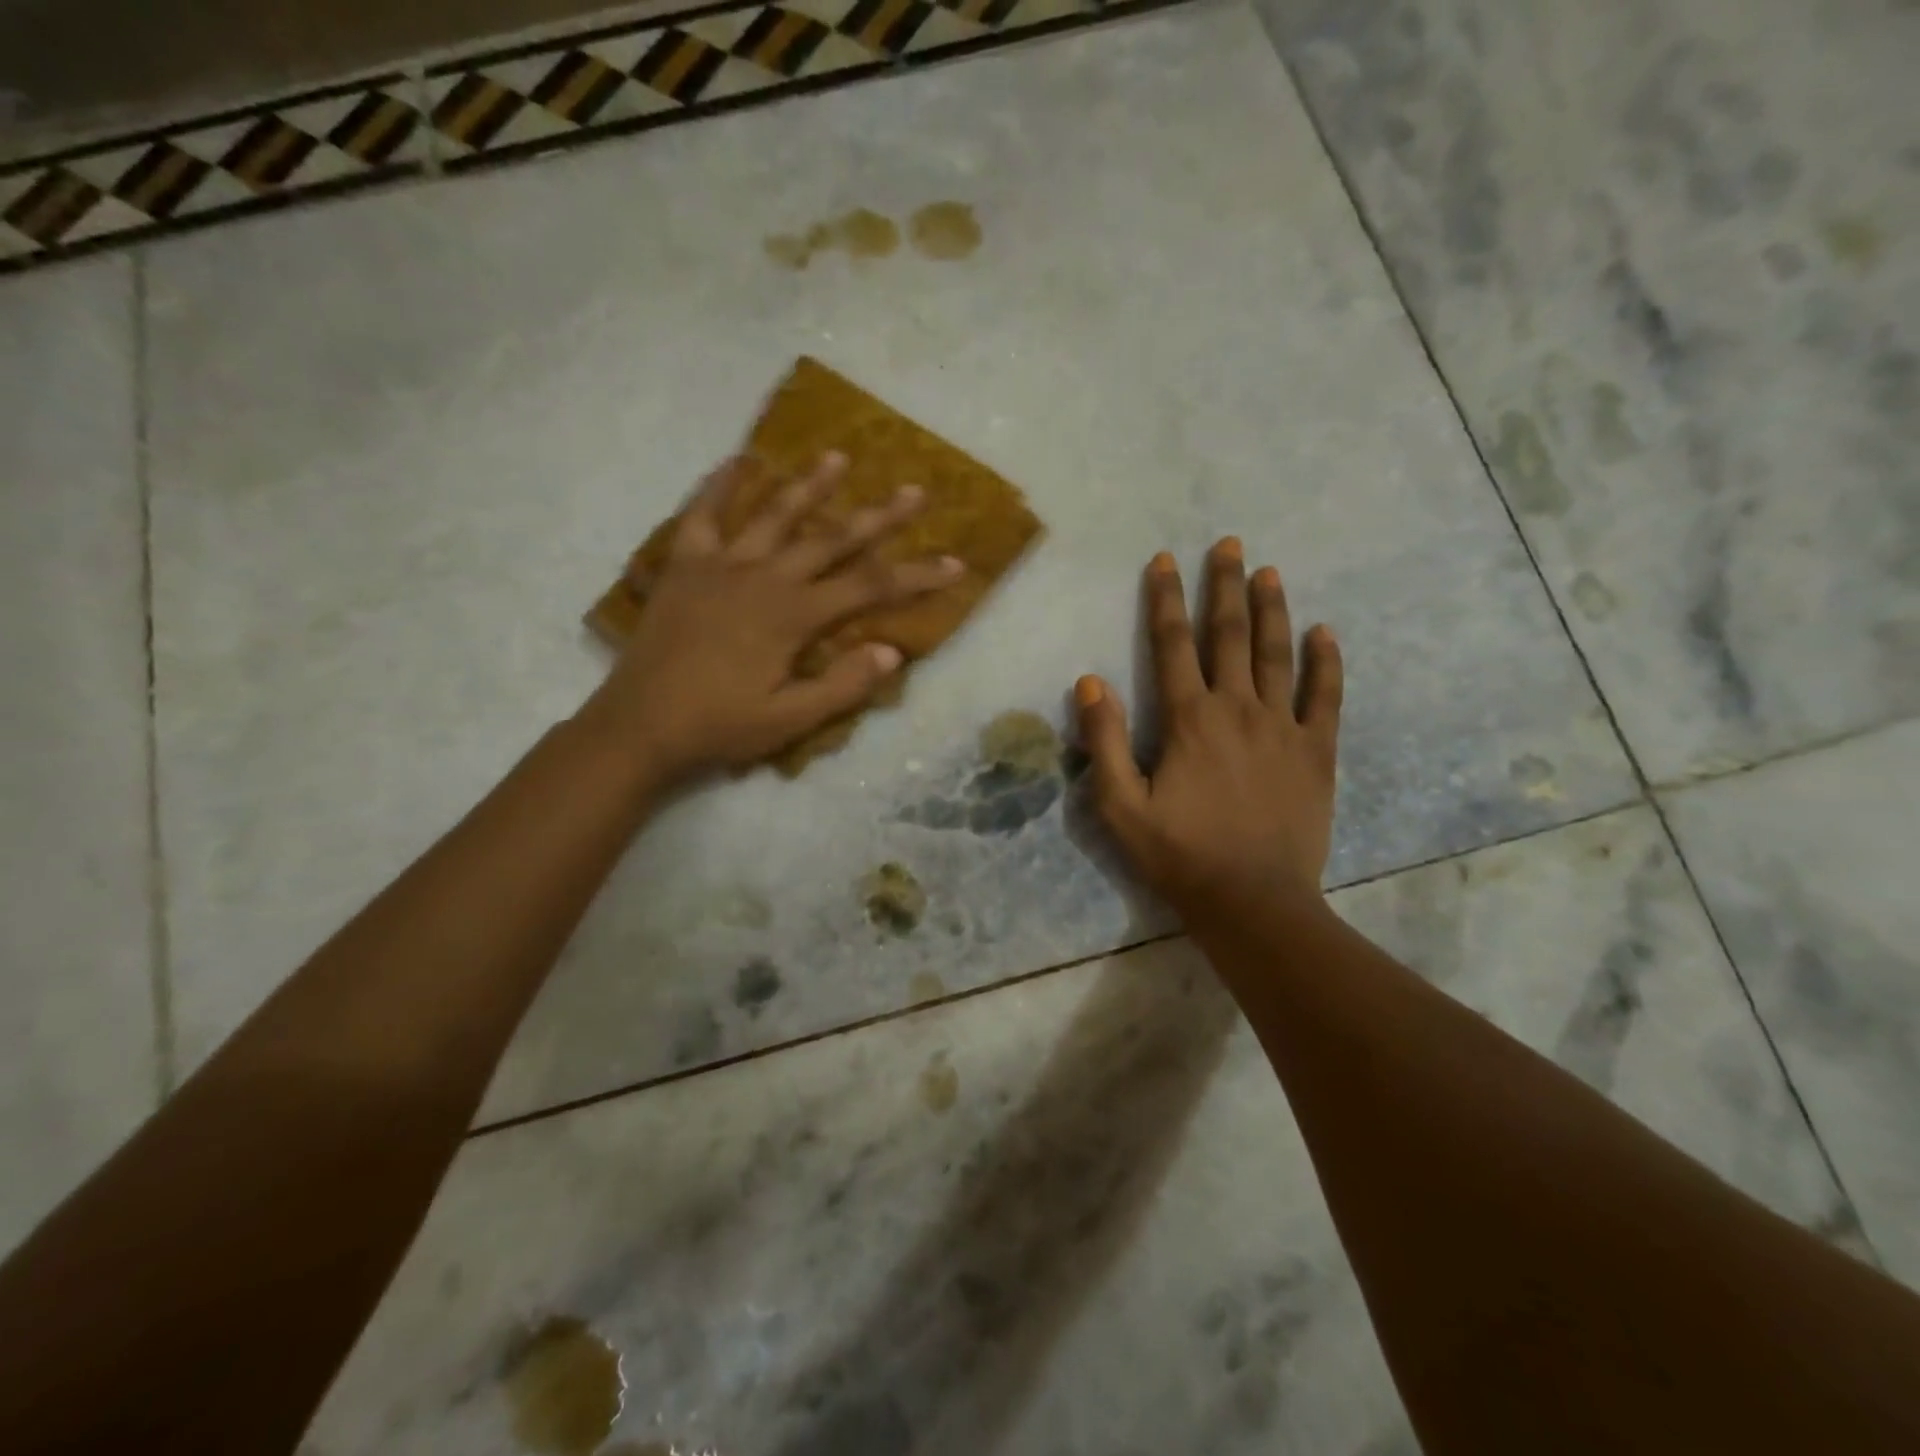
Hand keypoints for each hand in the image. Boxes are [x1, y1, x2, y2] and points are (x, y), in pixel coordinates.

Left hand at [578, 453, 960, 788]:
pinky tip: (737, 461)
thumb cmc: (719, 727)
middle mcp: (763, 577)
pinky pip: (703, 515)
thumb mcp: (789, 720)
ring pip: (774, 515)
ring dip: (810, 485)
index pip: (870, 588)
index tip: (954, 563)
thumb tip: (891, 651)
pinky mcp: (685, 567)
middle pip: (832, 538)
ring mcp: (721, 566)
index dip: (916, 575)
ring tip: (837, 456)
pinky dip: (719, 486)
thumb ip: (843, 686)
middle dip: (878, 516)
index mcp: (793, 616)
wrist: (638, 726)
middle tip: (913, 489)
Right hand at [1075, 538, 1342, 924]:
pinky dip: (1326, 662)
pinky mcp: (1316, 751)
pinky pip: (1325, 696)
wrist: (1253, 901)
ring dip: (1271, 609)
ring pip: (1277, 654)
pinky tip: (1324, 632)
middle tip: (1228, 543)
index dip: (1165, 599)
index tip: (1164, 560)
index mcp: (1188, 719)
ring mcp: (1283, 727)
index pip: (1172, 644)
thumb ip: (1105, 741)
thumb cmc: (1179, 855)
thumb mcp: (1120, 806)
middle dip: (1224, 585)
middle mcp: (1237, 708)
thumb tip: (1090, 682)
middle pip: (1229, 634)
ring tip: (1269, 571)